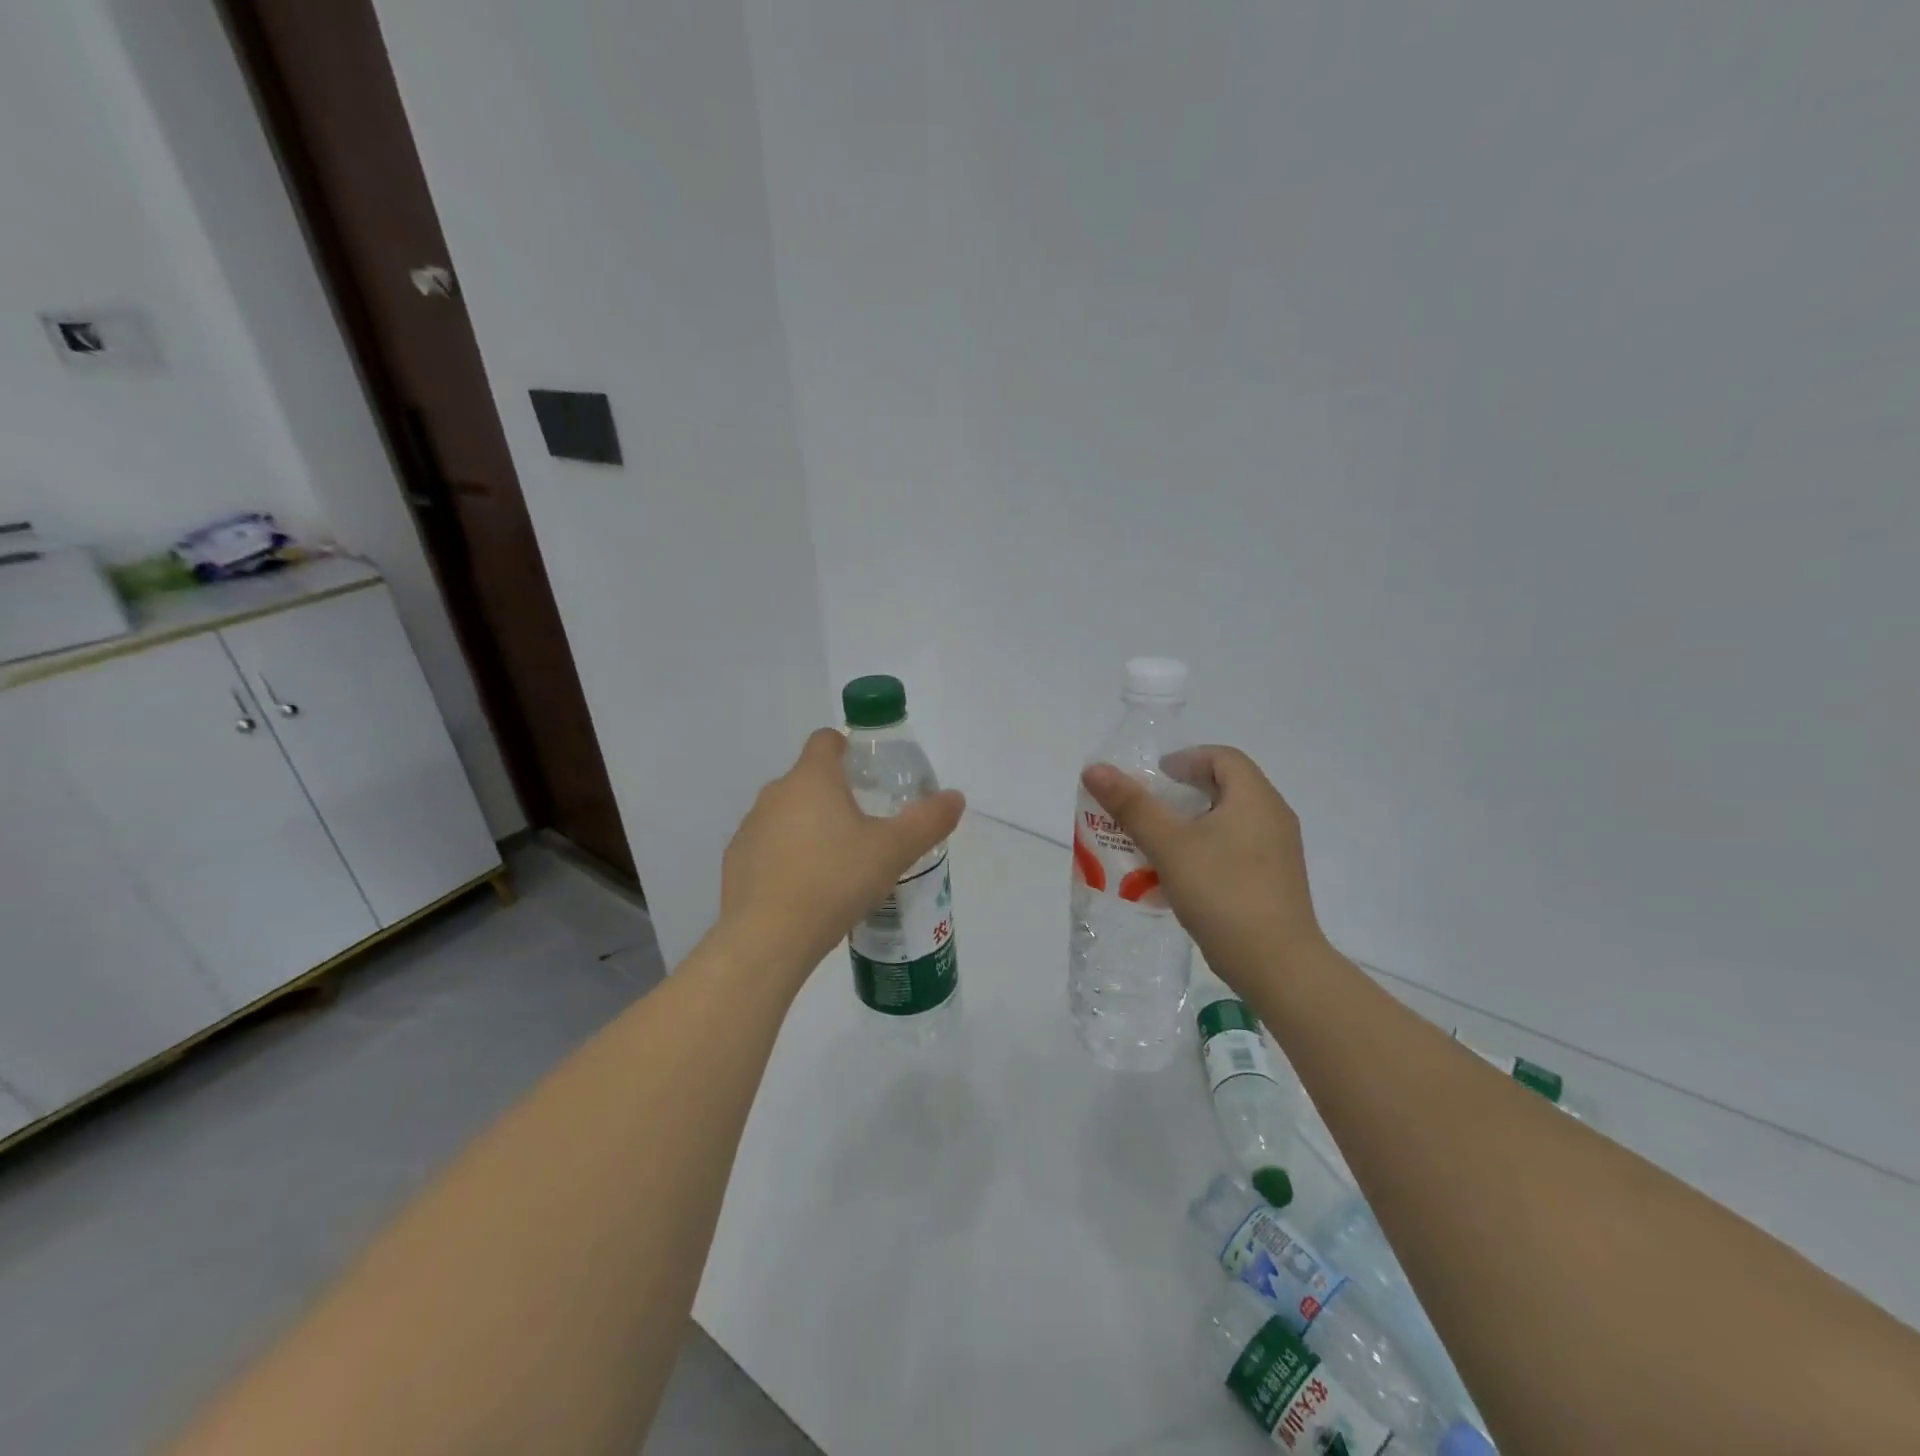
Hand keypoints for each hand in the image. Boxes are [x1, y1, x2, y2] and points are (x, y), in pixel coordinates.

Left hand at [720, 728, 965, 975]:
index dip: (846, 747)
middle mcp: (775, 794)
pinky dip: (786, 857)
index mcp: (812, 779)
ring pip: (786, 814)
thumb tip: (955, 797)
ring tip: (837, 865)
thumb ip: (928, 821)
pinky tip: (806, 891)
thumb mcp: (894, 851)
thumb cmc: (835, 881)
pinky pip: (767, 847)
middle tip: (865, 828)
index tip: (867, 772)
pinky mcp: (735, 862)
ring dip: (809, 827)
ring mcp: (750, 828)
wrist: (767, 938)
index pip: (825, 740)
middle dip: (835, 795)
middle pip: (808, 780)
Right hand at [1081, 746, 1325, 992]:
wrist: (1277, 965)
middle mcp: (1274, 817)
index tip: (1156, 776)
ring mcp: (1280, 851)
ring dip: (1193, 823)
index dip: (1187, 759)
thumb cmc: (1223, 892)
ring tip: (1158, 842)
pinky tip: (1182, 876)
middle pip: (1228, 787)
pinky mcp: (1277, 881)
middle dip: (1184, 792)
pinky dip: (1208, 849)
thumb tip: (1095, 769)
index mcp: (1255, 798)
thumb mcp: (1169, 845)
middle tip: (1149, 807)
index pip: (1223, 757)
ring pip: (1231, 821)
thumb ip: (1132, 806)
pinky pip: (1238, 849)